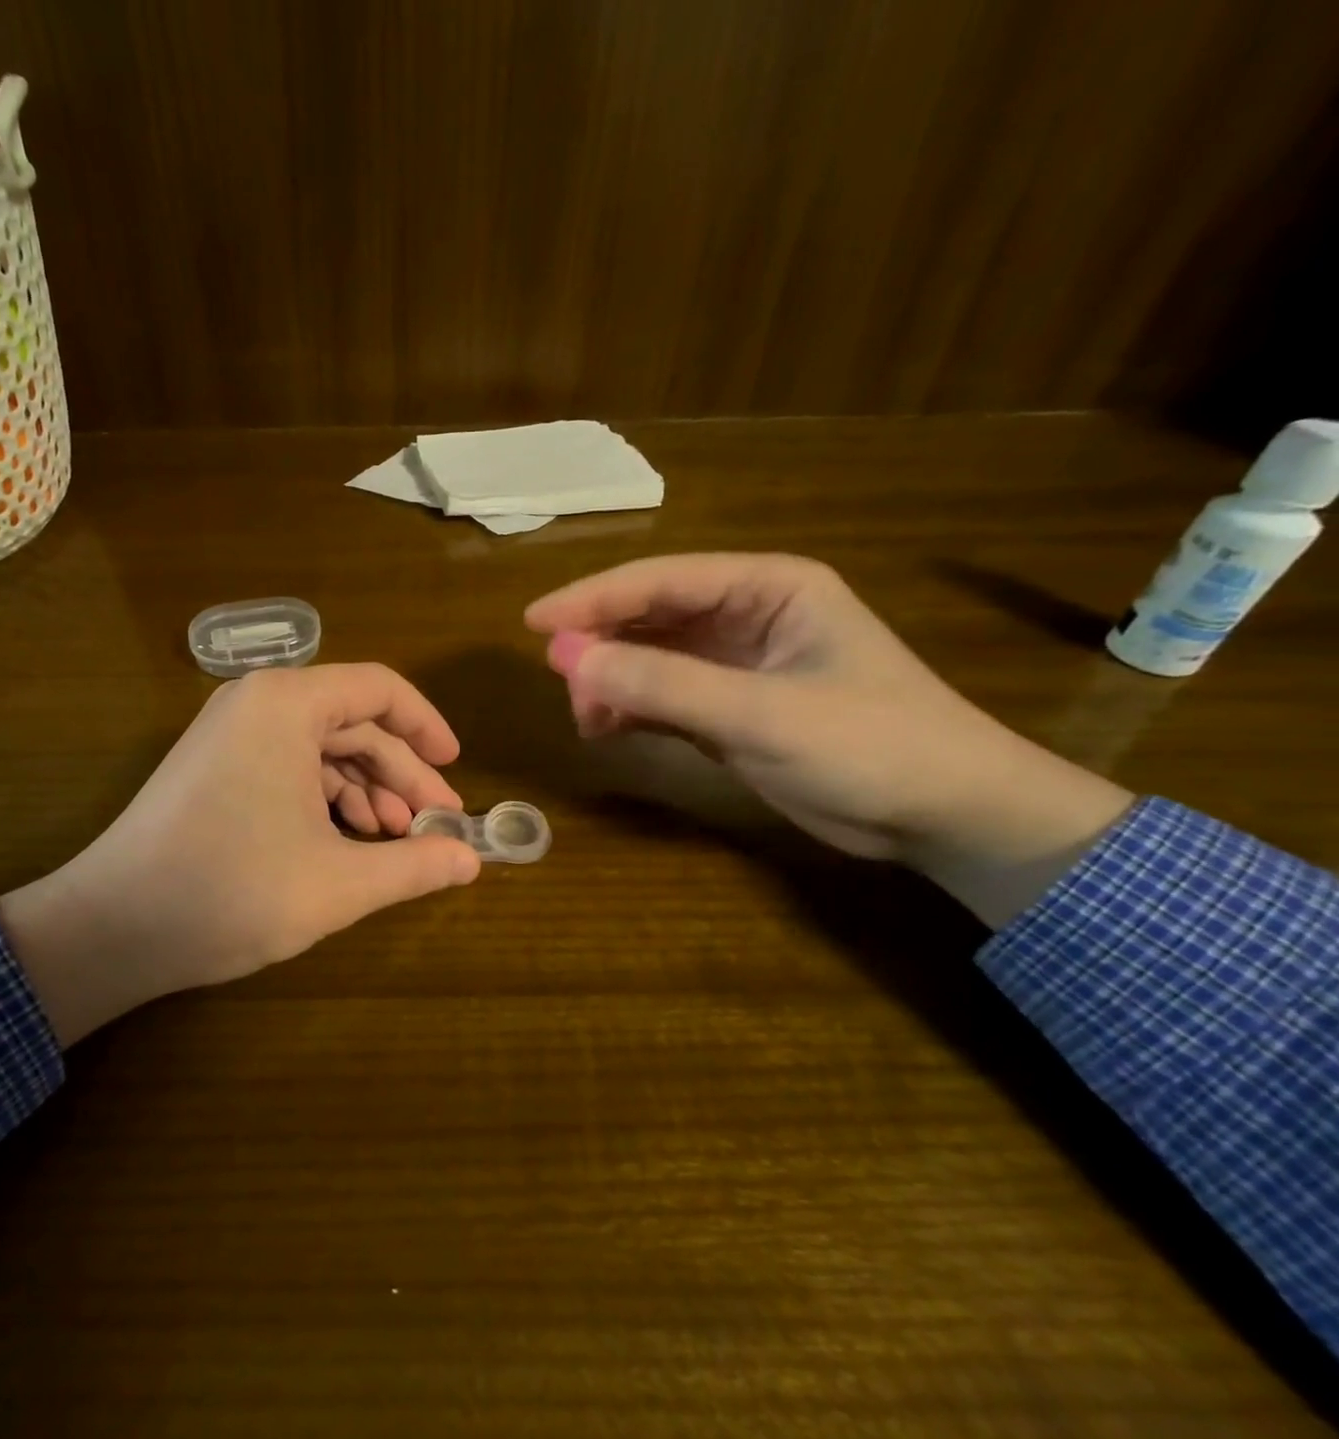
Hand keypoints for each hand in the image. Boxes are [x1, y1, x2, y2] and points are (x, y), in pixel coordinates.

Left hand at [0, 664, 480, 1043]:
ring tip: (395, 842)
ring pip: (322, 749)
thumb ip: (414, 866)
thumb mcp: (338, 883)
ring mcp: (231, 734)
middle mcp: (257, 703)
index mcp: (287, 705)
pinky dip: (326, 800)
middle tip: (436, 825)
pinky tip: (348, 843)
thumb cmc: (232, 891)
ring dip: (366, 792)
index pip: (379, 689)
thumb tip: (473, 862)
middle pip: (353, 723)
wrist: (113, 928)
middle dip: (400, 774)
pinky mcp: (216, 767)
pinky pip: (289, 767)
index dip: (427, 726)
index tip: (456, 771)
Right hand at [526, 554, 1133, 926]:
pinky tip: (606, 730)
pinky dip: (629, 709)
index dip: (593, 598)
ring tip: (586, 717)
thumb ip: (664, 684)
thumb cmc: (871, 747)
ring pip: (648, 657)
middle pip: (649, 615)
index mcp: (768, 588)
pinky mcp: (728, 708)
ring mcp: (735, 664)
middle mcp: (746, 616)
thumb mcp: (763, 714)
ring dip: (611, 681)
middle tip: (558, 680)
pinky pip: (660, 695)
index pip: (662, 580)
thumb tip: (566, 658)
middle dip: (600, 644)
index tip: (533, 623)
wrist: (945, 818)